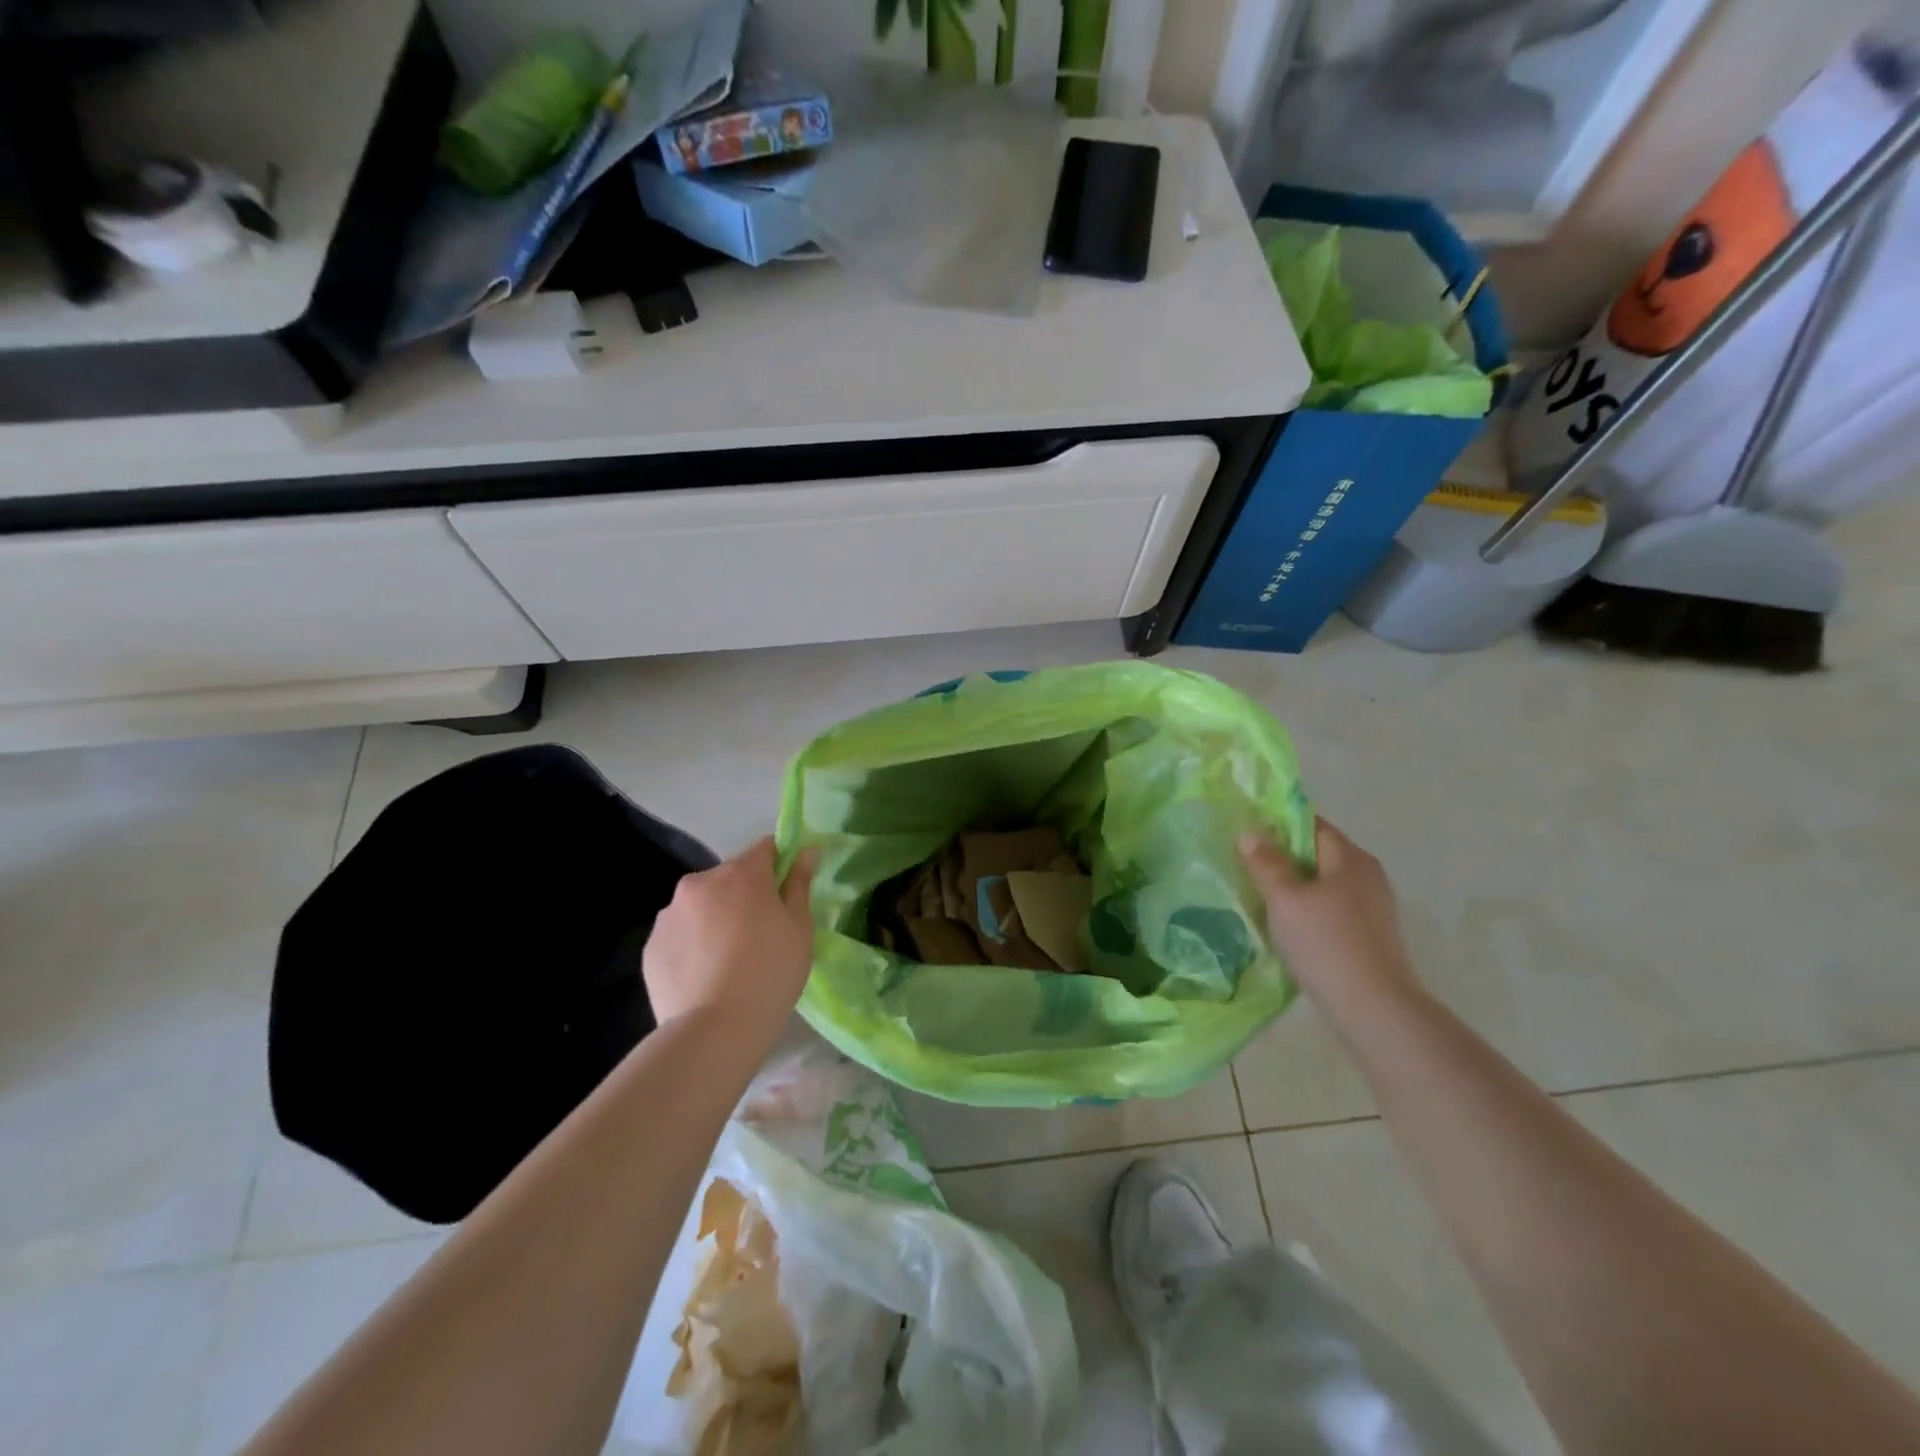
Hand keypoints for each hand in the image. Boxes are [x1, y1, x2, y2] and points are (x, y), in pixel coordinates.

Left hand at [642, 837, 816, 1052]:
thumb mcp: (799, 928)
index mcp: (741, 874)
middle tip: (759, 935)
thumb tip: (806, 851)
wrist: (715, 1030)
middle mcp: (700, 883)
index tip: (785, 894)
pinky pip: (680, 935)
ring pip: (701, 906)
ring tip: (728, 961)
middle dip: (744, 896)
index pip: (765, 849)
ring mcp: (670, 914)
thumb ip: (799, 883)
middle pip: (729, 878)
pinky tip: (705, 976)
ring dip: (715, 919)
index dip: (779, 866)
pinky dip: (693, 945)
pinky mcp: (651, 946)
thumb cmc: (770, 973)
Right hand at [1239, 818, 1422, 1020]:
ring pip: (1324, 882)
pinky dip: (1309, 908)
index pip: (1310, 825)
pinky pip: (1332, 906)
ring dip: (1295, 886)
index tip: (1247, 840)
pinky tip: (1289, 927)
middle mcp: (1367, 874)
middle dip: (1283, 858)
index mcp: (1350, 858)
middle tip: (1247, 869)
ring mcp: (1373, 905)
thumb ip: (1266, 864)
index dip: (1278, 827)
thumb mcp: (1285, 900)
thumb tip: (1251, 832)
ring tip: (1262, 899)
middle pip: (1318, 853)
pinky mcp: (1371, 932)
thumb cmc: (1325, 944)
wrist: (1375, 1009)